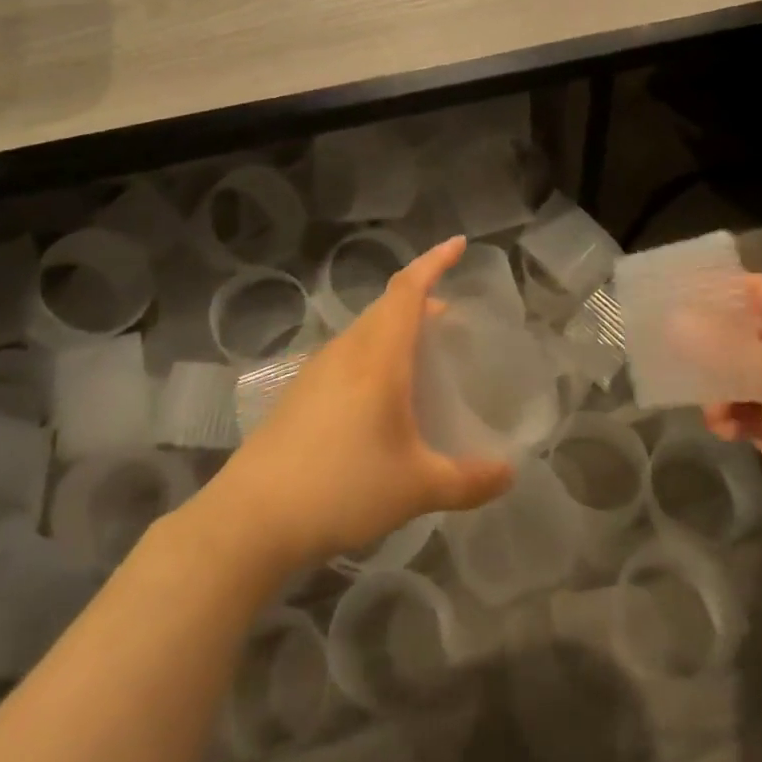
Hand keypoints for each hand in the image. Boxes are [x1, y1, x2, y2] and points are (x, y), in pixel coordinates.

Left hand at [215, 237, 514, 568]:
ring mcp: (316, 371)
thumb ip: (468, 481)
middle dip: (421, 300)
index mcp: (378, 356)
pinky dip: (373, 356)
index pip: (408, 289)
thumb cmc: (343, 487)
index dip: (435, 262)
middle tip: (451, 318)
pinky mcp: (298, 395)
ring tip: (420, 356)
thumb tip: (509, 475)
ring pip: (364, 332)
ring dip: (395, 330)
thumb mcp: (417, 488)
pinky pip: (347, 357)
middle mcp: (346, 351)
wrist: (252, 518)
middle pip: (386, 307)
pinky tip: (379, 398)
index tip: (459, 244)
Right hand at [704, 275, 761, 569]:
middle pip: (747, 333)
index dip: (720, 292)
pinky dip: (732, 415)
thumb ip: (729, 349)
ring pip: (741, 373)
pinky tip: (722, 429)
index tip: (675, 297)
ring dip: (720, 388)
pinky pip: (747, 407)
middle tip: (671, 348)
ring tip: (710, 408)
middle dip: (712, 345)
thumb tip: (677, 322)